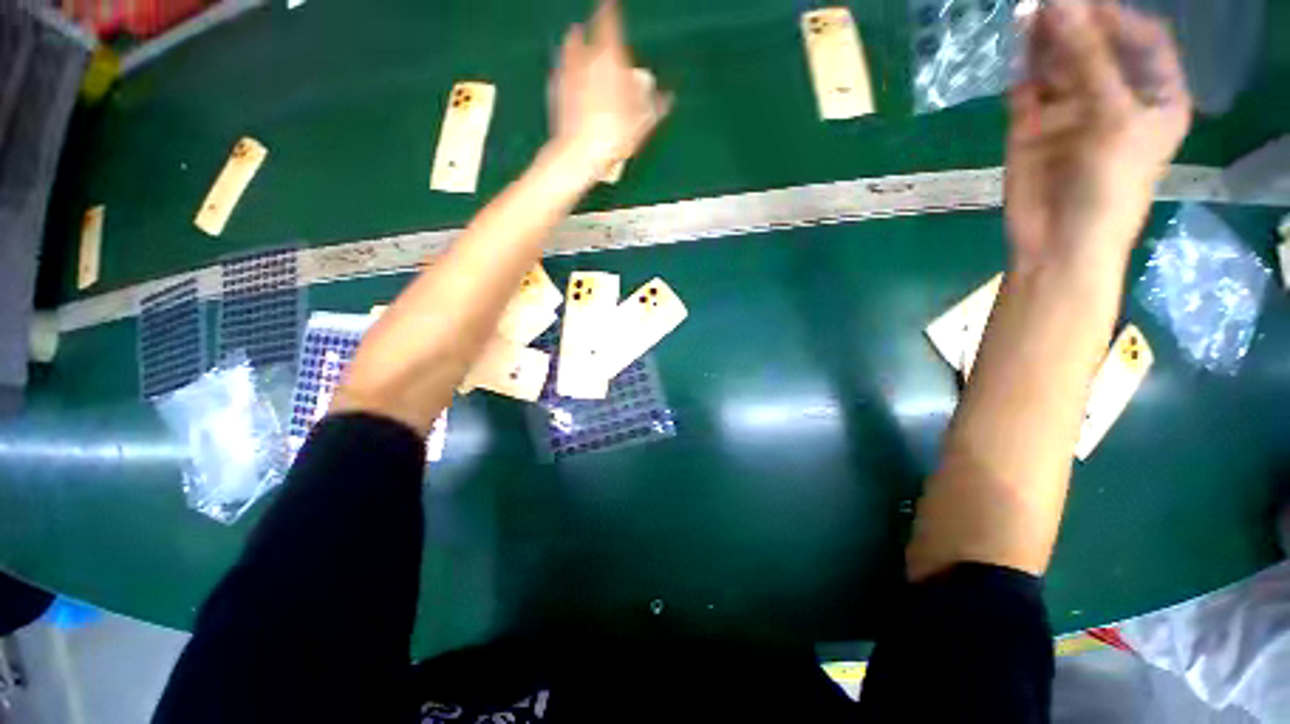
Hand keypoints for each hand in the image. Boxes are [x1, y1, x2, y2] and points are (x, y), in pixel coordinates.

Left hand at [548, 0, 669, 175]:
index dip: (610, 9)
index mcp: (609, 58)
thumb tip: (668, 97)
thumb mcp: (643, 123)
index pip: (609, 21)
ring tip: (578, 44)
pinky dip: (565, 68)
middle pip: (584, 32)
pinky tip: (569, 77)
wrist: (579, 154)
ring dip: (574, 44)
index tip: (610, 1)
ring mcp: (566, 72)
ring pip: (568, 47)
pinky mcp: (554, 90)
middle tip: (594, 30)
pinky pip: (560, 70)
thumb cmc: (614, 135)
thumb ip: (655, 105)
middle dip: (590, 30)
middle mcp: (585, 57)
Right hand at [1006, 2, 1190, 271]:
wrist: (1058, 243)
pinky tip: (1016, 57)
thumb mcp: (1113, 117)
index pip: (1140, 38)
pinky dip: (1022, 74)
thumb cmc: (1110, 186)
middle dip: (1072, 24)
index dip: (1114, 15)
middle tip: (1042, 4)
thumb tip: (1057, 4)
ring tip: (1024, 19)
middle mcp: (1113, 96)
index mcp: (1153, 95)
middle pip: (1095, 46)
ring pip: (1057, 65)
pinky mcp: (1031, 129)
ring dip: (1042, 44)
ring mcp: (1070, 112)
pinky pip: (1028, 92)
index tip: (1082, 0)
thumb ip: (1087, 59)